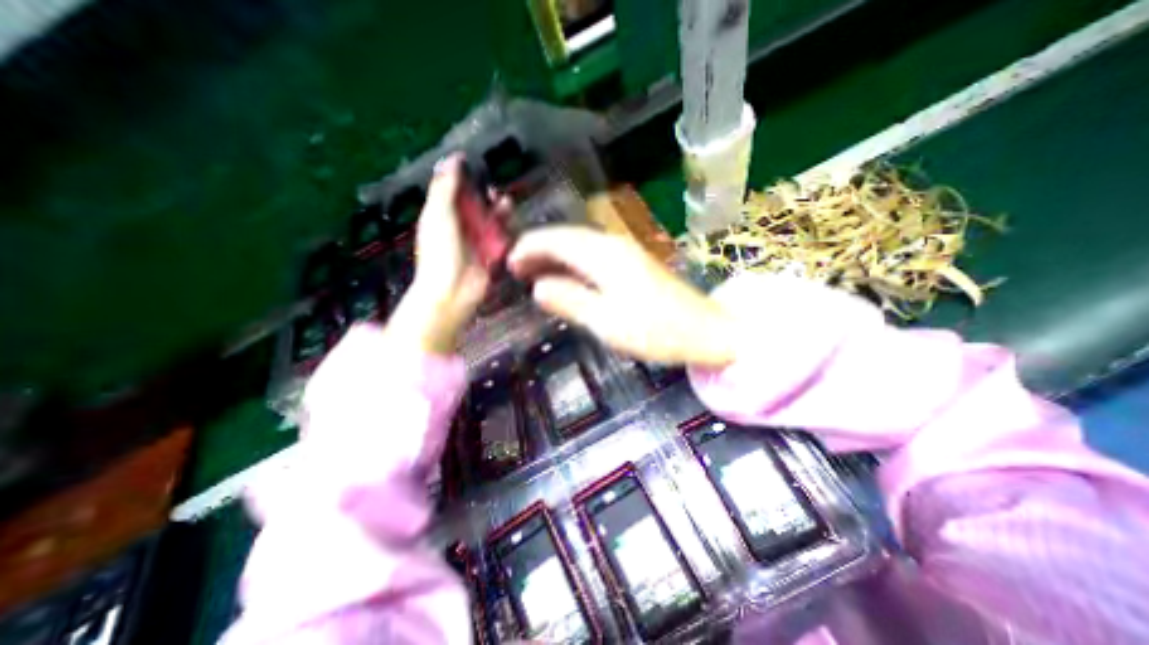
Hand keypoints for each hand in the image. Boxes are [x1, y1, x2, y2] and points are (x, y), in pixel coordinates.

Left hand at [390, 154, 506, 355]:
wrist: (452, 291)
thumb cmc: (440, 253)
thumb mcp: (438, 215)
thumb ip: (445, 188)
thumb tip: (452, 159)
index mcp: (443, 215)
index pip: (455, 191)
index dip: (467, 179)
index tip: (479, 168)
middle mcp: (461, 227)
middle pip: (477, 205)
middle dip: (487, 197)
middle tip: (495, 192)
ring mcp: (477, 242)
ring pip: (492, 221)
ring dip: (500, 213)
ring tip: (506, 206)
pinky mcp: (491, 255)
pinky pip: (502, 239)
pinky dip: (506, 232)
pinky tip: (510, 226)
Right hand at [508, 228, 734, 366]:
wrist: (705, 329)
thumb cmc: (655, 330)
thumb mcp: (606, 322)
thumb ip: (570, 300)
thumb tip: (537, 287)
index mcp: (603, 255)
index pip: (555, 240)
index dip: (528, 248)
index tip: (507, 264)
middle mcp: (612, 245)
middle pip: (565, 237)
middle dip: (537, 250)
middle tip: (515, 271)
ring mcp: (624, 252)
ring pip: (578, 245)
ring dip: (553, 256)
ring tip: (533, 274)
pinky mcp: (632, 263)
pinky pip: (592, 255)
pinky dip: (571, 263)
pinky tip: (565, 277)